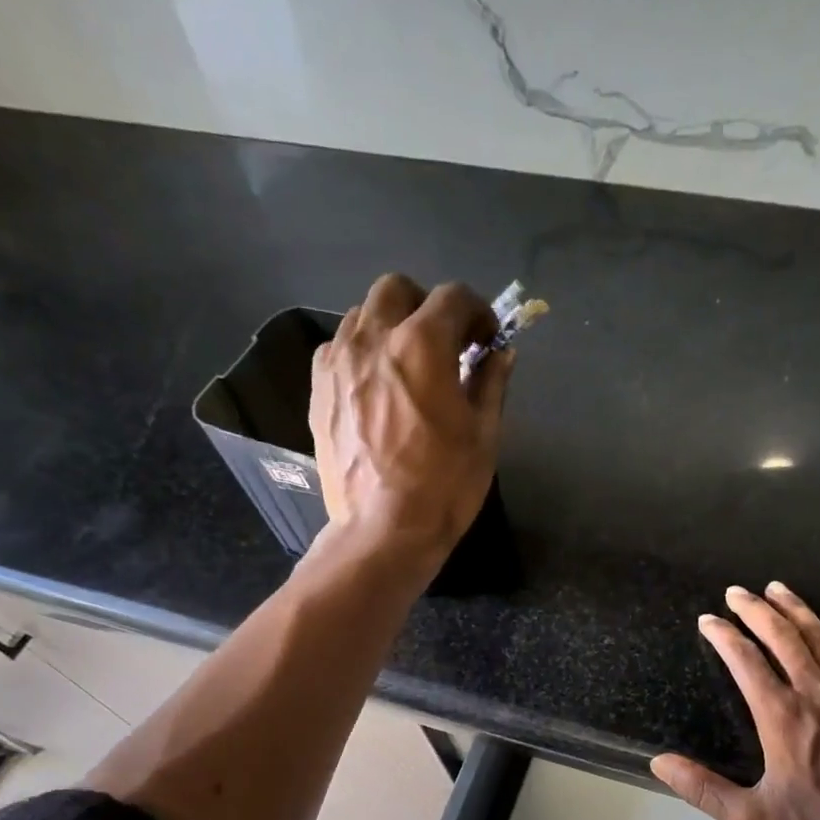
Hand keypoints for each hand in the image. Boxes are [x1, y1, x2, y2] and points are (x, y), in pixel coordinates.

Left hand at [311, 273, 511, 562]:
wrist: (384, 530)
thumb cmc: (445, 485)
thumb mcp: (483, 435)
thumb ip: (491, 382)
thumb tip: (501, 354)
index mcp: (422, 344)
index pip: (454, 297)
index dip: (478, 312)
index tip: (486, 340)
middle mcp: (374, 339)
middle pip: (397, 289)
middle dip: (426, 307)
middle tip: (444, 345)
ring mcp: (338, 362)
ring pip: (363, 314)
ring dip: (391, 327)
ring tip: (407, 366)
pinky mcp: (318, 389)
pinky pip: (338, 348)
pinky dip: (361, 354)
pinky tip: (376, 388)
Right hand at [651, 582, 819, 819]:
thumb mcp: (751, 819)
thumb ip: (703, 790)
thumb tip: (660, 762)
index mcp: (780, 715)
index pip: (744, 660)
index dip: (723, 635)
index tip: (708, 620)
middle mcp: (815, 692)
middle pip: (781, 636)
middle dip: (754, 609)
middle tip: (736, 592)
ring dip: (796, 609)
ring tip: (776, 589)